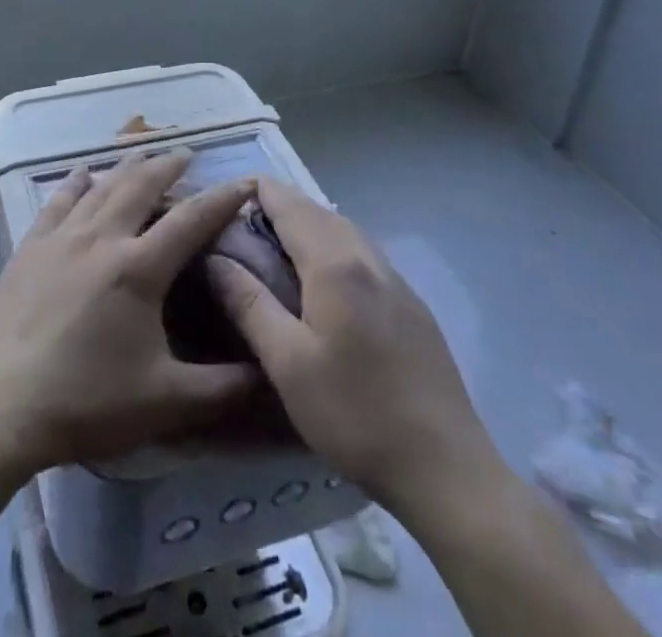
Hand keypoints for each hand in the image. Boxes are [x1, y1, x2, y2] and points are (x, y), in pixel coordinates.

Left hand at [0, 150, 261, 476]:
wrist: (2, 405)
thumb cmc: (87, 401)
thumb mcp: (166, 402)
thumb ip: (223, 388)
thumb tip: (269, 373)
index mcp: (139, 268)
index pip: (191, 220)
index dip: (222, 198)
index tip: (245, 180)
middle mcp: (102, 238)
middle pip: (141, 186)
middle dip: (168, 166)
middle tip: (186, 153)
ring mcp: (62, 238)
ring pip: (101, 186)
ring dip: (126, 166)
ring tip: (143, 152)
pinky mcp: (30, 247)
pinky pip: (58, 201)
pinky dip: (74, 182)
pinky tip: (81, 172)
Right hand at [208, 179, 511, 525]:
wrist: (446, 469)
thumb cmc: (355, 414)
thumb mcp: (287, 363)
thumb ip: (249, 303)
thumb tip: (215, 257)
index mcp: (334, 264)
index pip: (289, 204)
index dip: (257, 192)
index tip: (226, 199)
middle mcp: (367, 258)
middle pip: (318, 211)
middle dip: (281, 207)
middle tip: (243, 224)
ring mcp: (396, 280)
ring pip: (344, 230)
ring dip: (309, 224)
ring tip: (277, 246)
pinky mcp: (412, 305)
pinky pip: (364, 253)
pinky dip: (334, 246)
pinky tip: (325, 279)